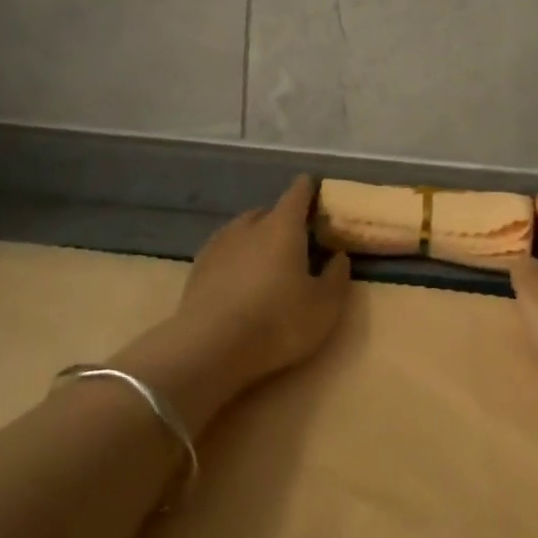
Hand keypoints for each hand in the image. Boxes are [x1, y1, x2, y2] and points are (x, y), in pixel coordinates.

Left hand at [177, 174, 349, 383]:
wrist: (211, 348)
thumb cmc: (278, 321)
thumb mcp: (324, 305)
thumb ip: (336, 276)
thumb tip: (339, 256)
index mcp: (283, 226)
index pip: (297, 193)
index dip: (308, 189)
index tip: (314, 189)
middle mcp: (249, 225)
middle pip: (269, 211)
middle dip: (283, 220)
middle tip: (296, 240)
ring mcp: (219, 244)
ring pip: (243, 230)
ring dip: (256, 238)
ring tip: (266, 261)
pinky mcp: (198, 267)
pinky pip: (224, 251)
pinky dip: (235, 257)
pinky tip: (238, 278)